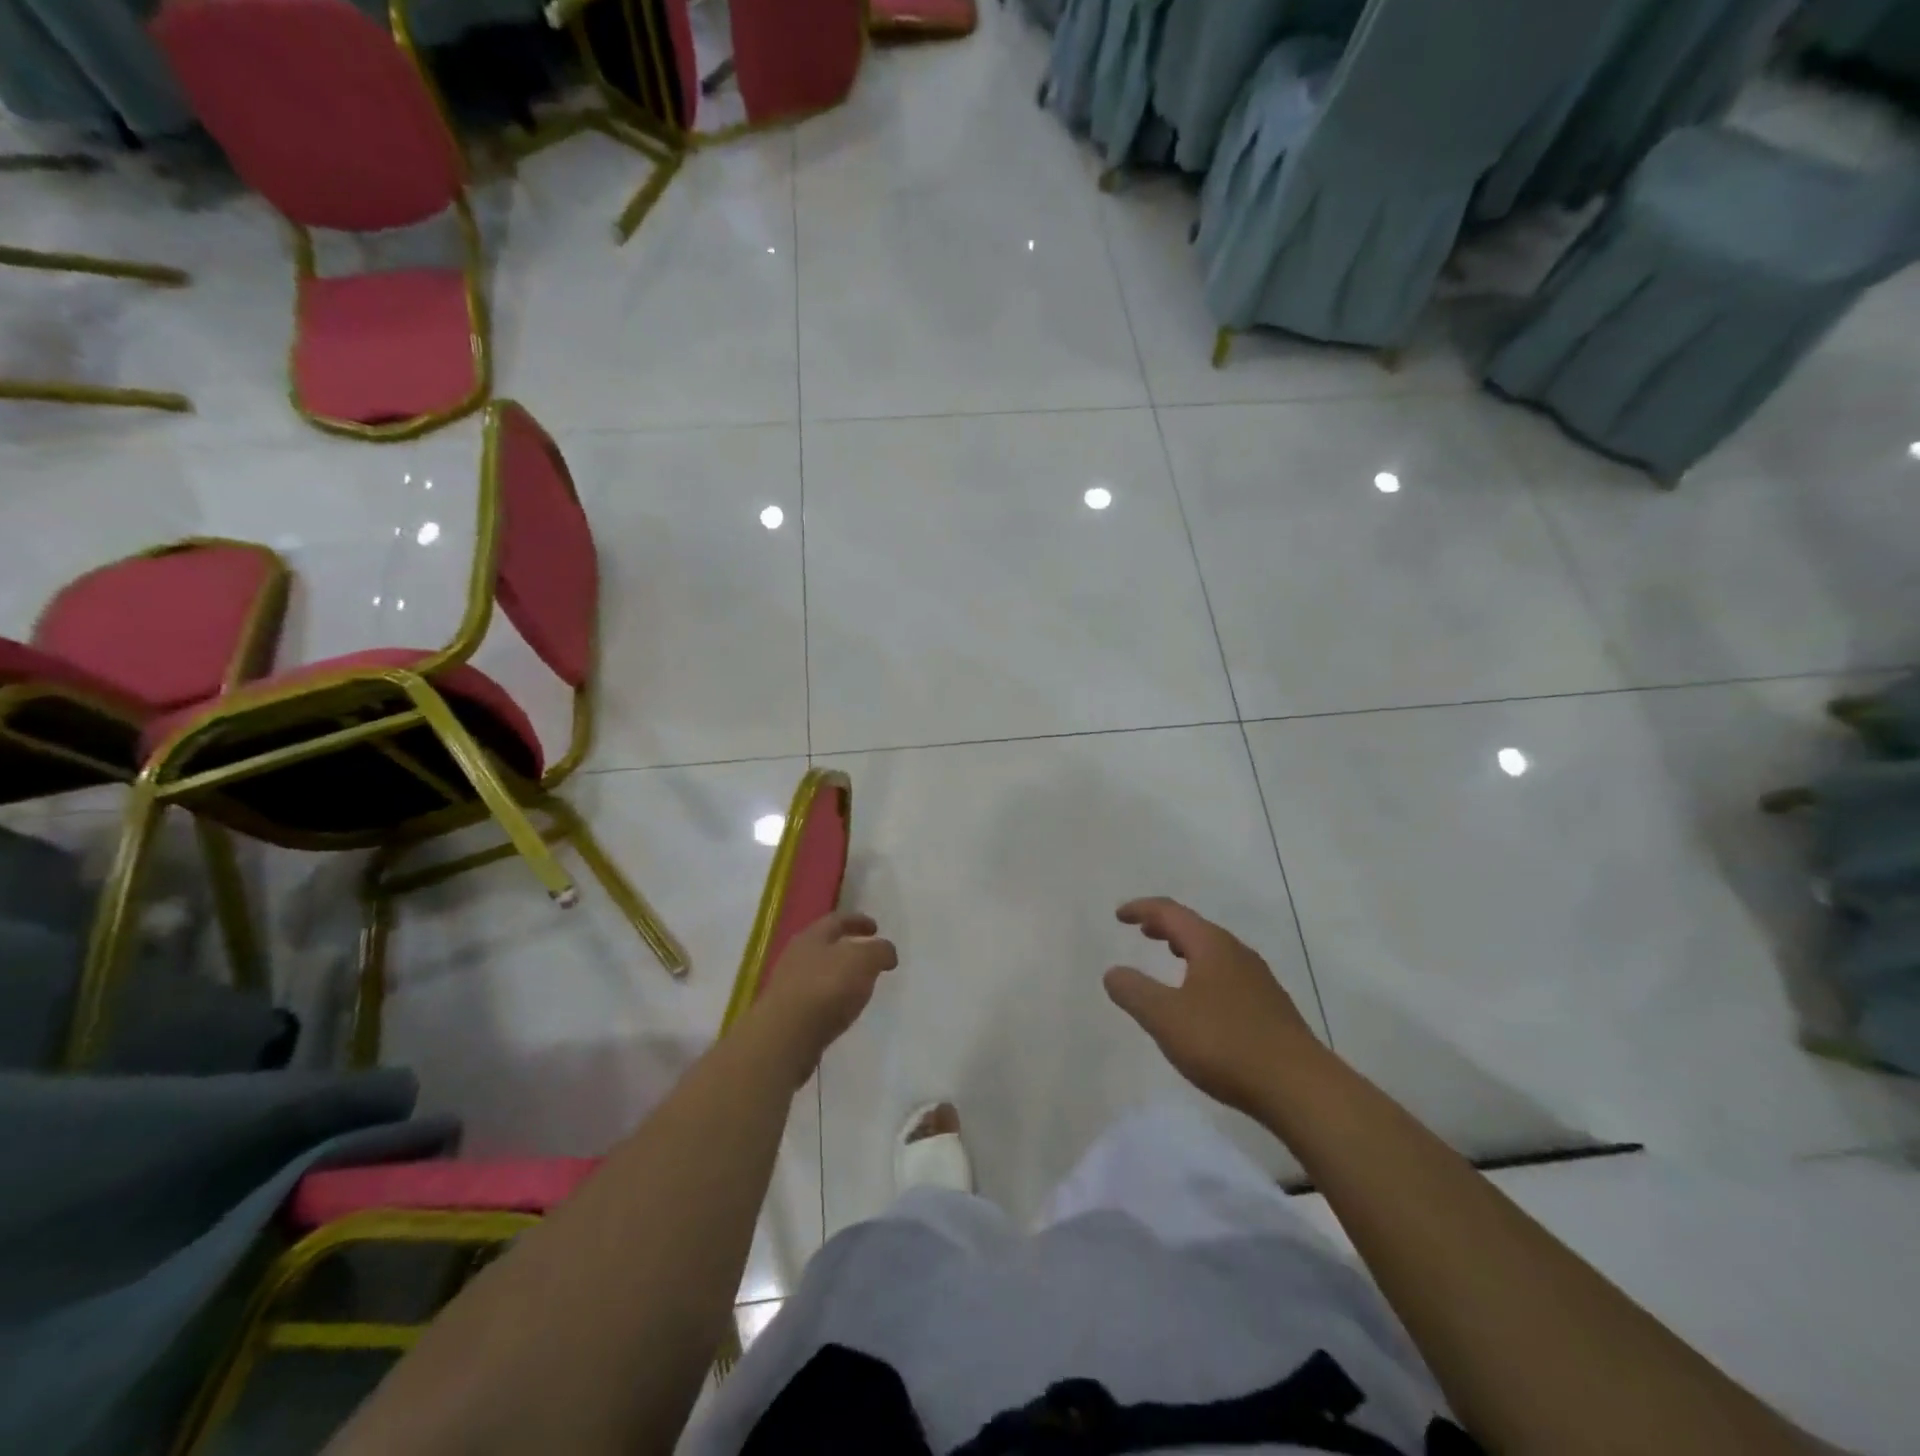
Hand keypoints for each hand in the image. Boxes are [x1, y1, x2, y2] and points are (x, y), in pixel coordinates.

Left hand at [750, 911, 897, 1083]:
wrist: (785, 1037)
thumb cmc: (826, 988)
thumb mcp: (864, 960)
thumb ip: (879, 951)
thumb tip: (886, 952)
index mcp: (812, 936)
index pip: (837, 920)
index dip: (858, 921)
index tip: (876, 927)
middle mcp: (796, 956)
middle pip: (824, 946)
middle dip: (847, 949)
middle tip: (868, 957)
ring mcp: (788, 986)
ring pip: (818, 973)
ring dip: (838, 976)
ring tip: (859, 987)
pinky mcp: (787, 1015)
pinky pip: (814, 999)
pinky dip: (830, 1000)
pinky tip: (842, 1010)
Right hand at [1105, 897, 1323, 1115]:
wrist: (1300, 1088)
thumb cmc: (1225, 1043)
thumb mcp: (1166, 1018)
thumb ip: (1135, 992)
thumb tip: (1113, 972)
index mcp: (1212, 946)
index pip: (1171, 913)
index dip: (1142, 909)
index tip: (1119, 916)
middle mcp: (1238, 954)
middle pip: (1197, 928)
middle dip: (1167, 927)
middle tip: (1144, 931)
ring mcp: (1259, 982)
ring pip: (1216, 952)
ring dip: (1188, 949)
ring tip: (1171, 958)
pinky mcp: (1271, 1010)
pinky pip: (1229, 976)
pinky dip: (1205, 973)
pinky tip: (1202, 1001)